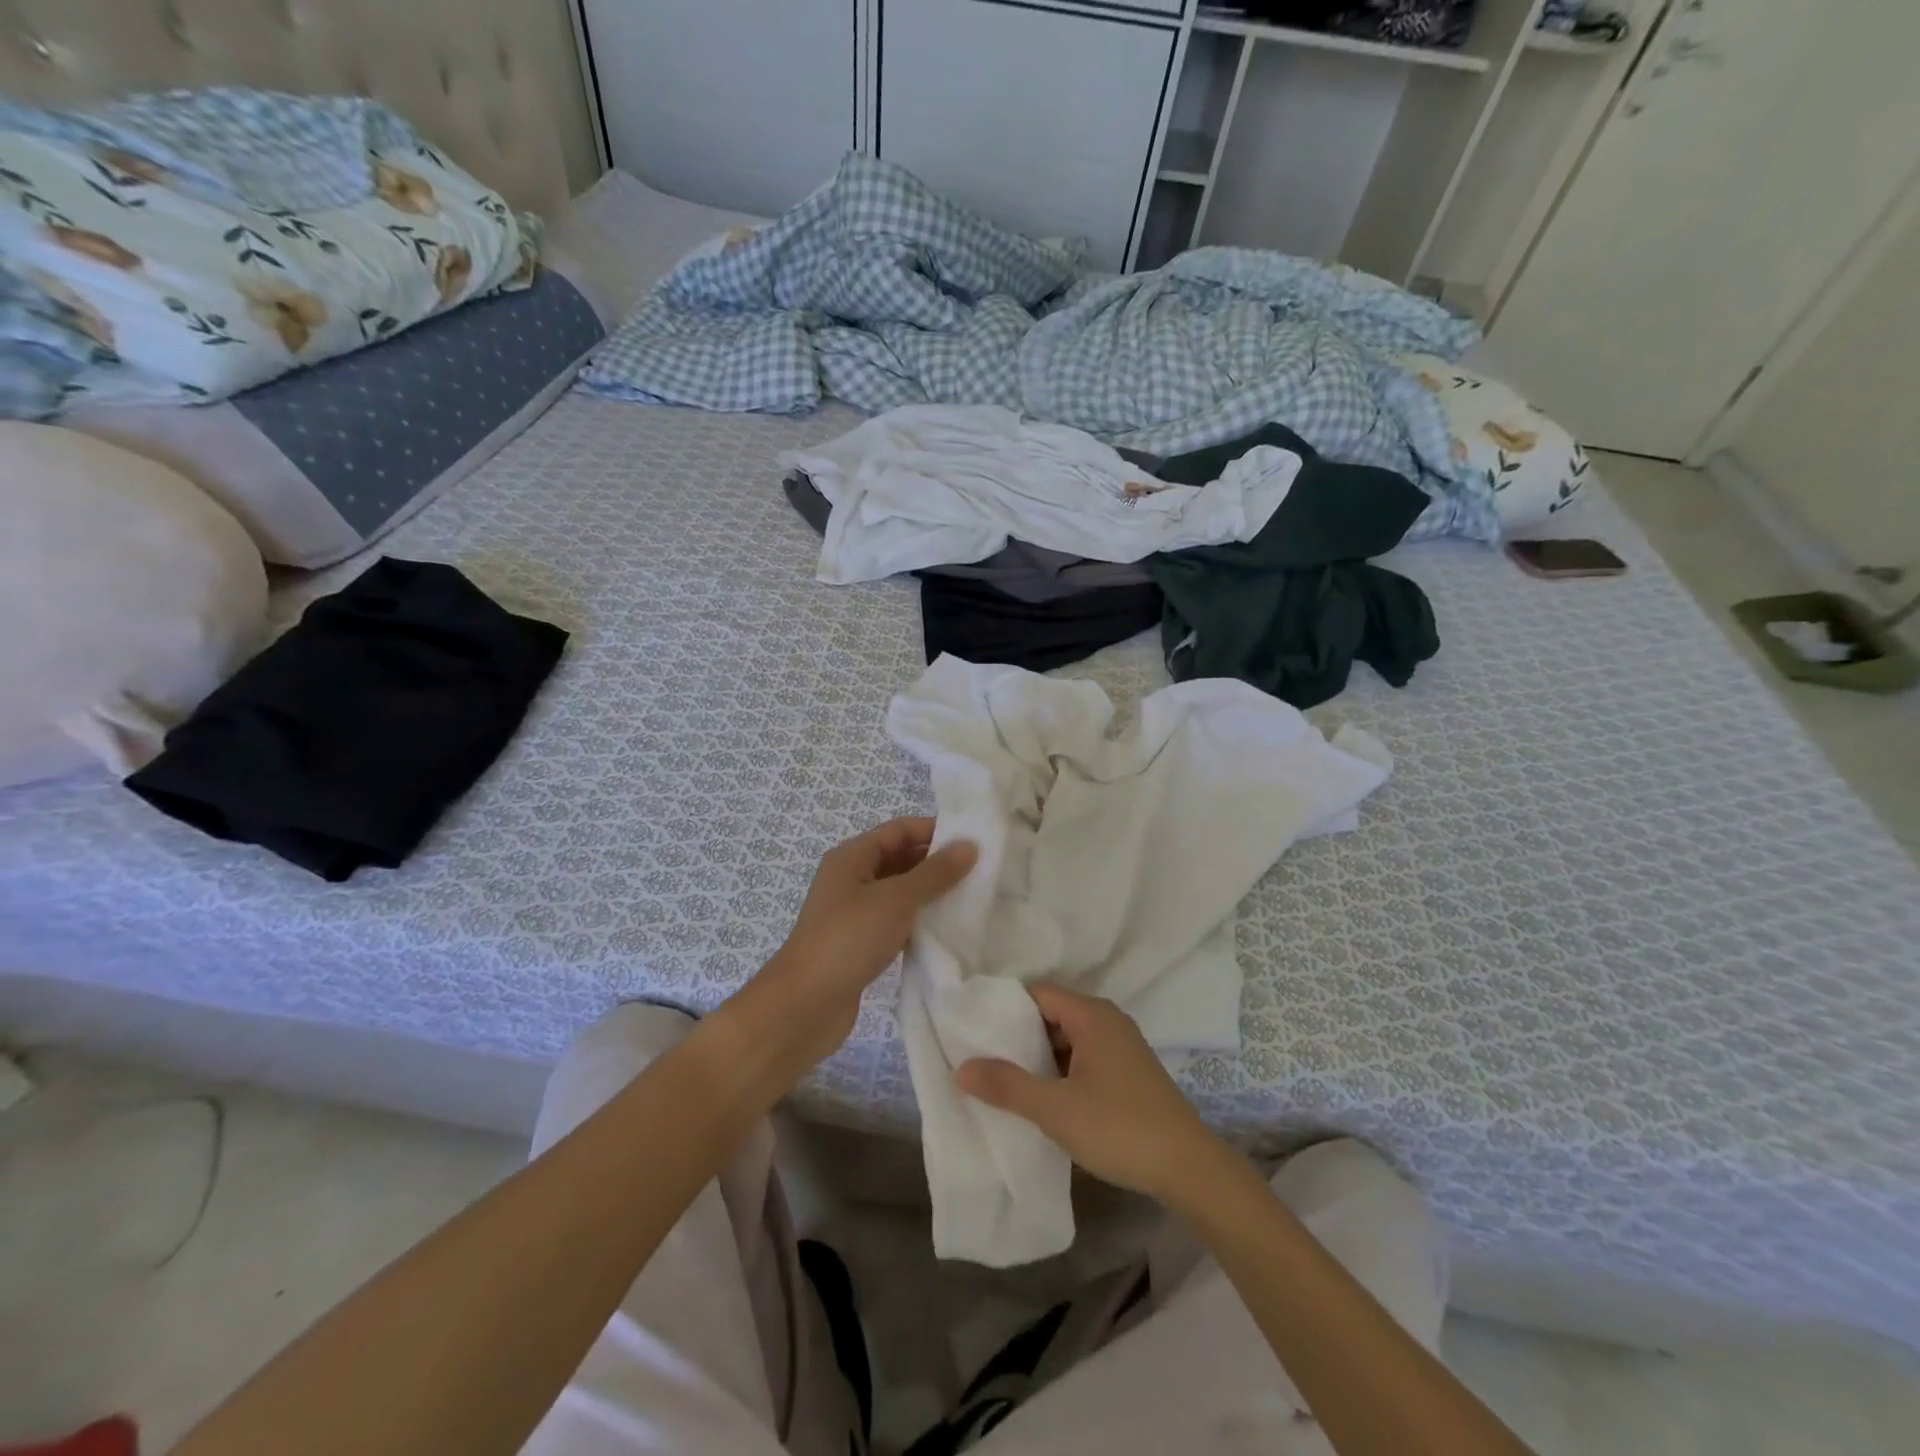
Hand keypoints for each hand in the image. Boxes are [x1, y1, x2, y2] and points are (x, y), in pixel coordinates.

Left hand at [725, 817, 976, 1085]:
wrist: (805, 1005)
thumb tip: (969, 845)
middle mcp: (852, 878)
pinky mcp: (861, 943)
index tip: (974, 841)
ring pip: (900, 892)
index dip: (935, 830)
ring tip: (972, 899)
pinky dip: (919, 921)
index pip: (900, 829)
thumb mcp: (896, 899)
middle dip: (937, 863)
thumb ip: (935, 873)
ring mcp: (855, 912)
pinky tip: (947, 930)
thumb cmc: (849, 939)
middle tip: (981, 871)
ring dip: (931, 894)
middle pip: (901, 858)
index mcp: (853, 856)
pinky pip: (896, 921)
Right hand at [956, 984, 1231, 1205]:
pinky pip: (1084, 1059)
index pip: (1037, 994)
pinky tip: (1044, 1099)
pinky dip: (1061, 1072)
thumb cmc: (1119, 1128)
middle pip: (1052, 1015)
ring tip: (1006, 1082)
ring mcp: (1121, 1047)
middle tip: (984, 1060)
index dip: (1005, 1009)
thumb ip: (1007, 1085)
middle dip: (1019, 1037)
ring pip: (1068, 1040)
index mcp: (1091, 1015)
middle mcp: (1107, 1021)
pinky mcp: (1129, 1073)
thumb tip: (961, 1067)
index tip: (976, 1032)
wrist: (1189, 1169)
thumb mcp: (1055, 1109)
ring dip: (1040, 1059)